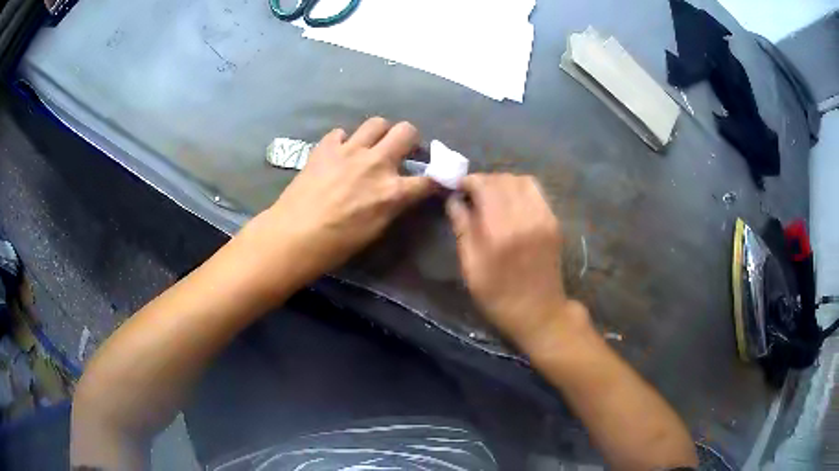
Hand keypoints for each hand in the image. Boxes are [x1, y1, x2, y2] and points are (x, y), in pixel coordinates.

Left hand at [252, 118, 434, 282]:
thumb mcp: (375, 230)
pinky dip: (345, 142)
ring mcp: (349, 150)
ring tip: (373, 146)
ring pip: (377, 123)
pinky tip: (339, 155)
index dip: (436, 178)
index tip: (435, 179)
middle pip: (407, 131)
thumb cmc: (336, 244)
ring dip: (381, 133)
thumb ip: (392, 205)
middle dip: (411, 139)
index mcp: (392, 191)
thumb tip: (400, 193)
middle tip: (402, 151)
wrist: (293, 235)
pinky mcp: (326, 147)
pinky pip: (342, 133)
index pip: (428, 179)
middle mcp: (376, 163)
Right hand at [447, 174, 587, 348]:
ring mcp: (543, 217)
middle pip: (502, 179)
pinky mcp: (554, 221)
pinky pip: (536, 191)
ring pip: (521, 180)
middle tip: (473, 194)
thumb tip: (454, 200)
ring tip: (492, 196)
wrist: (540, 312)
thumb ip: (462, 229)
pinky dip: (520, 189)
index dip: (469, 181)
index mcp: (499, 231)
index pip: (484, 185)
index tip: (458, 188)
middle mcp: (524, 217)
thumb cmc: (498, 296)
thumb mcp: (471, 268)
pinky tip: (512, 203)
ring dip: (503, 182)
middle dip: (484, 181)